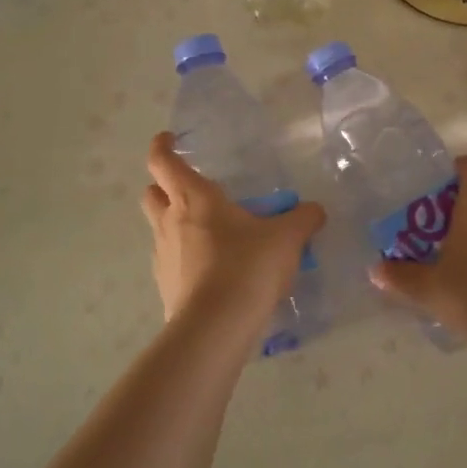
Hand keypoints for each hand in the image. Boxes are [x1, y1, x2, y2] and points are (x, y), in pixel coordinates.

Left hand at [140, 132, 325, 330]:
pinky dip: (184, 258)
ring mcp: (163, 256)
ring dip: (175, 224)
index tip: (170, 139)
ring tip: (209, 233)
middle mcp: (170, 222)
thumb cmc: (247, 266)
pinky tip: (212, 270)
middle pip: (151, 194)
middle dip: (163, 186)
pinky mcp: (165, 287)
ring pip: (159, 229)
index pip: (162, 161)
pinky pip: (171, 262)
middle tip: (190, 190)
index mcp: (193, 197)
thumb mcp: (286, 238)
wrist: (216, 327)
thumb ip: (302, 219)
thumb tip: (315, 210)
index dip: (162, 146)